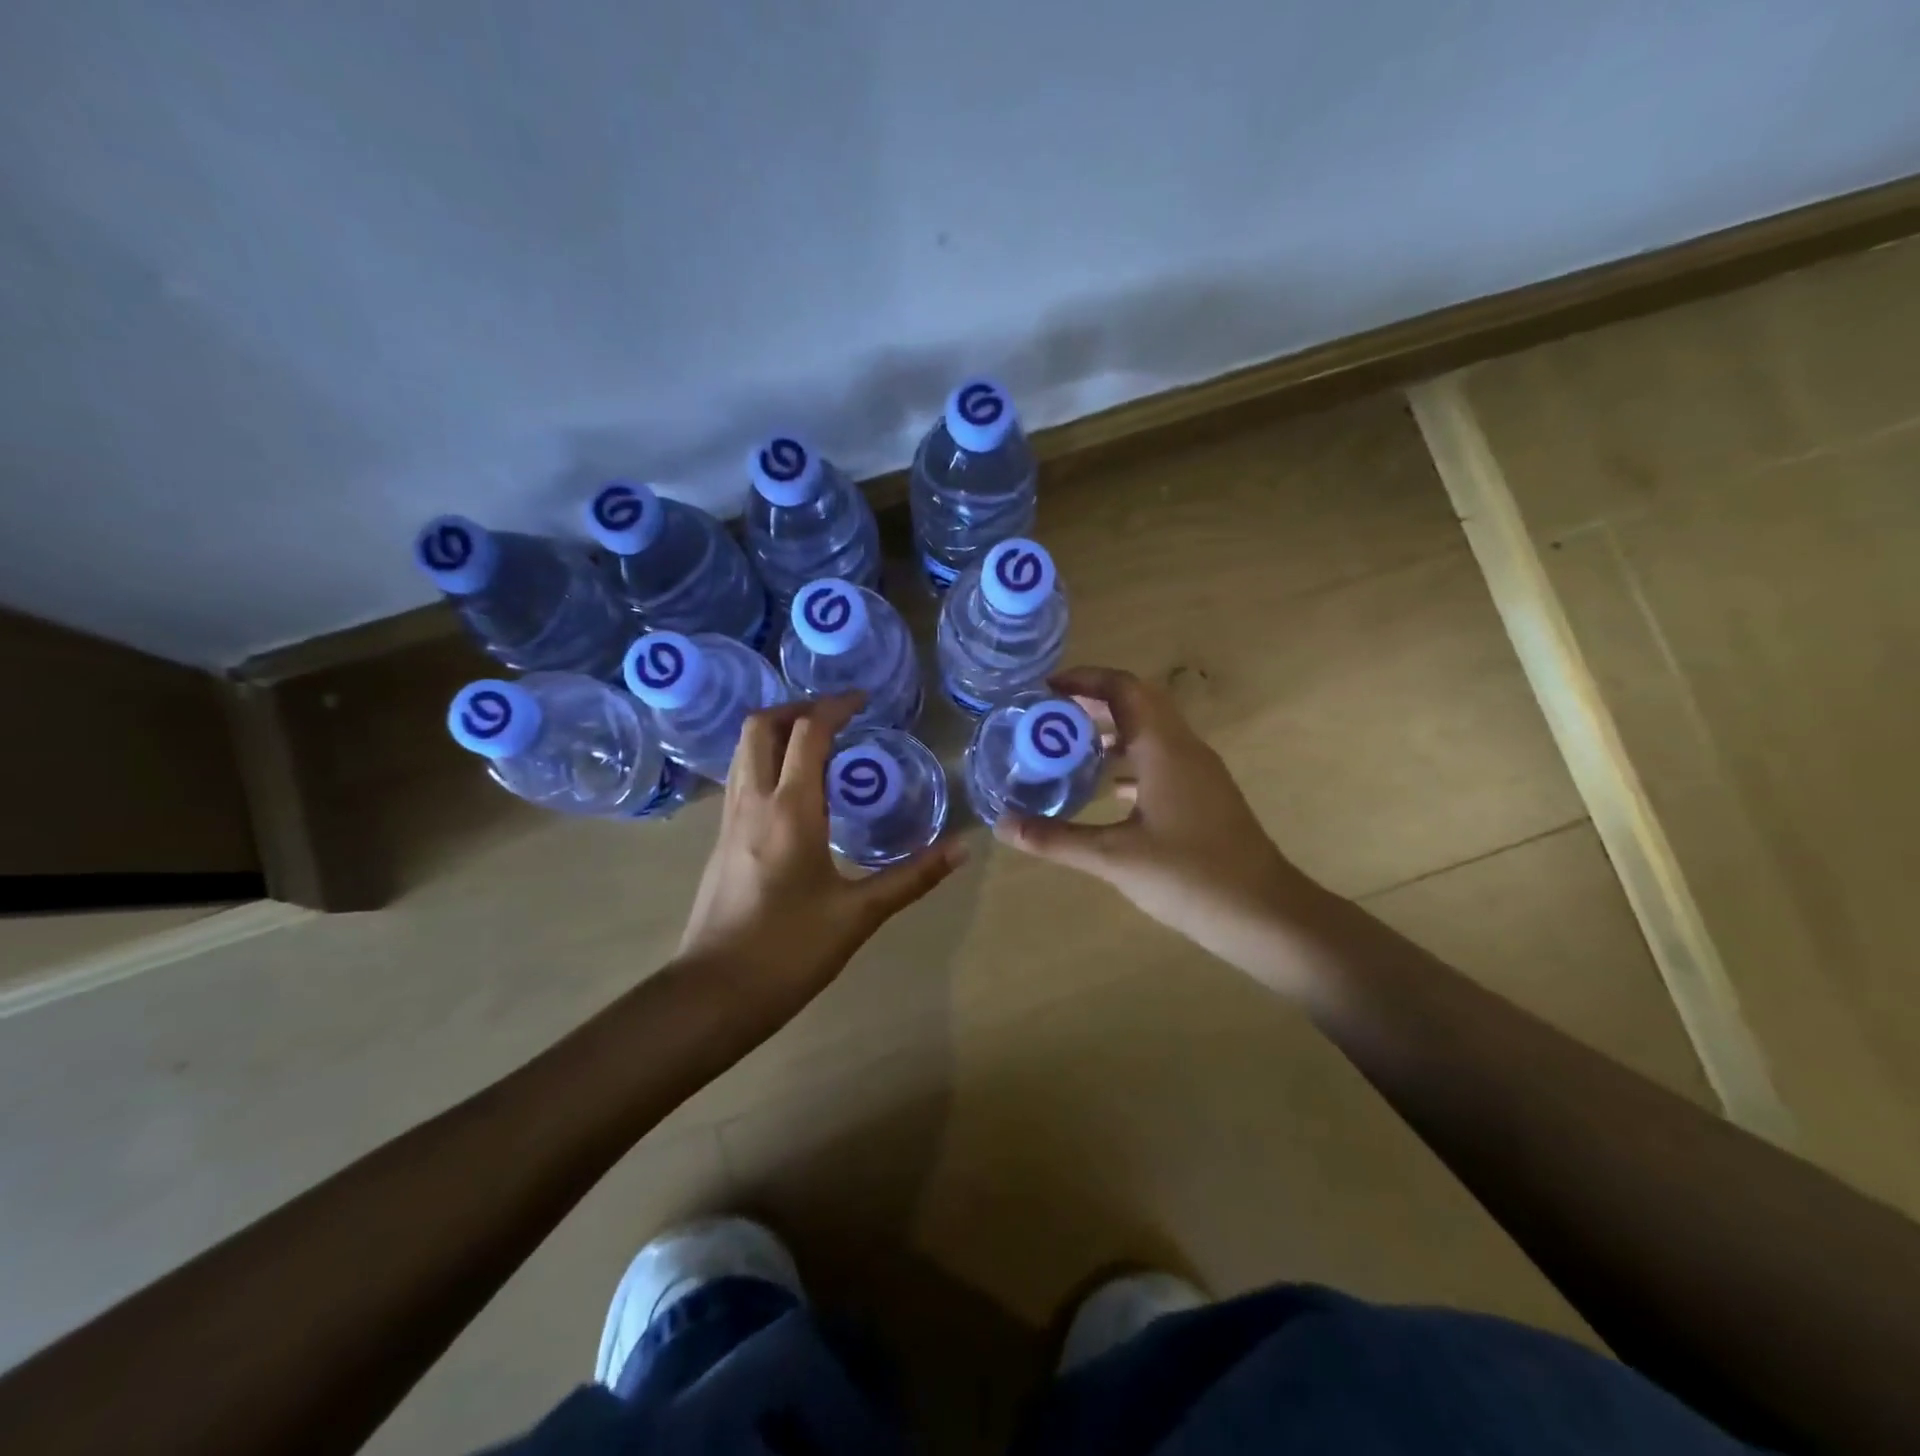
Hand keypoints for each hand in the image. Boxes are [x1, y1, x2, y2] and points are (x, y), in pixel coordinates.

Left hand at [676, 692, 964, 1001]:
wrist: (713, 994)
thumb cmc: (789, 951)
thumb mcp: (859, 914)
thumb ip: (913, 876)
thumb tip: (963, 847)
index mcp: (789, 810)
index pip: (808, 732)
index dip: (836, 706)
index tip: (864, 699)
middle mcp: (753, 801)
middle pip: (760, 726)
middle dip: (798, 707)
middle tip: (837, 716)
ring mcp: (729, 820)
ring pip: (744, 750)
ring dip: (777, 731)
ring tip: (818, 744)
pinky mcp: (720, 840)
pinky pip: (742, 777)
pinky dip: (766, 760)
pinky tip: (795, 791)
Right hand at [995, 667, 1319, 981]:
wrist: (1264, 915)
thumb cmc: (1190, 876)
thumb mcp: (1114, 858)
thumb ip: (1056, 839)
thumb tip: (1002, 825)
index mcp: (1164, 748)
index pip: (1124, 688)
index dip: (1084, 680)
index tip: (1045, 689)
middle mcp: (1183, 749)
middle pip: (1137, 703)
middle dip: (1092, 703)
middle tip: (1048, 717)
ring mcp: (1198, 773)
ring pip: (1150, 733)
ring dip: (1111, 732)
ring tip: (1067, 748)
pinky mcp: (1203, 797)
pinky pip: (1160, 761)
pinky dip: (1128, 762)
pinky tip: (1105, 789)